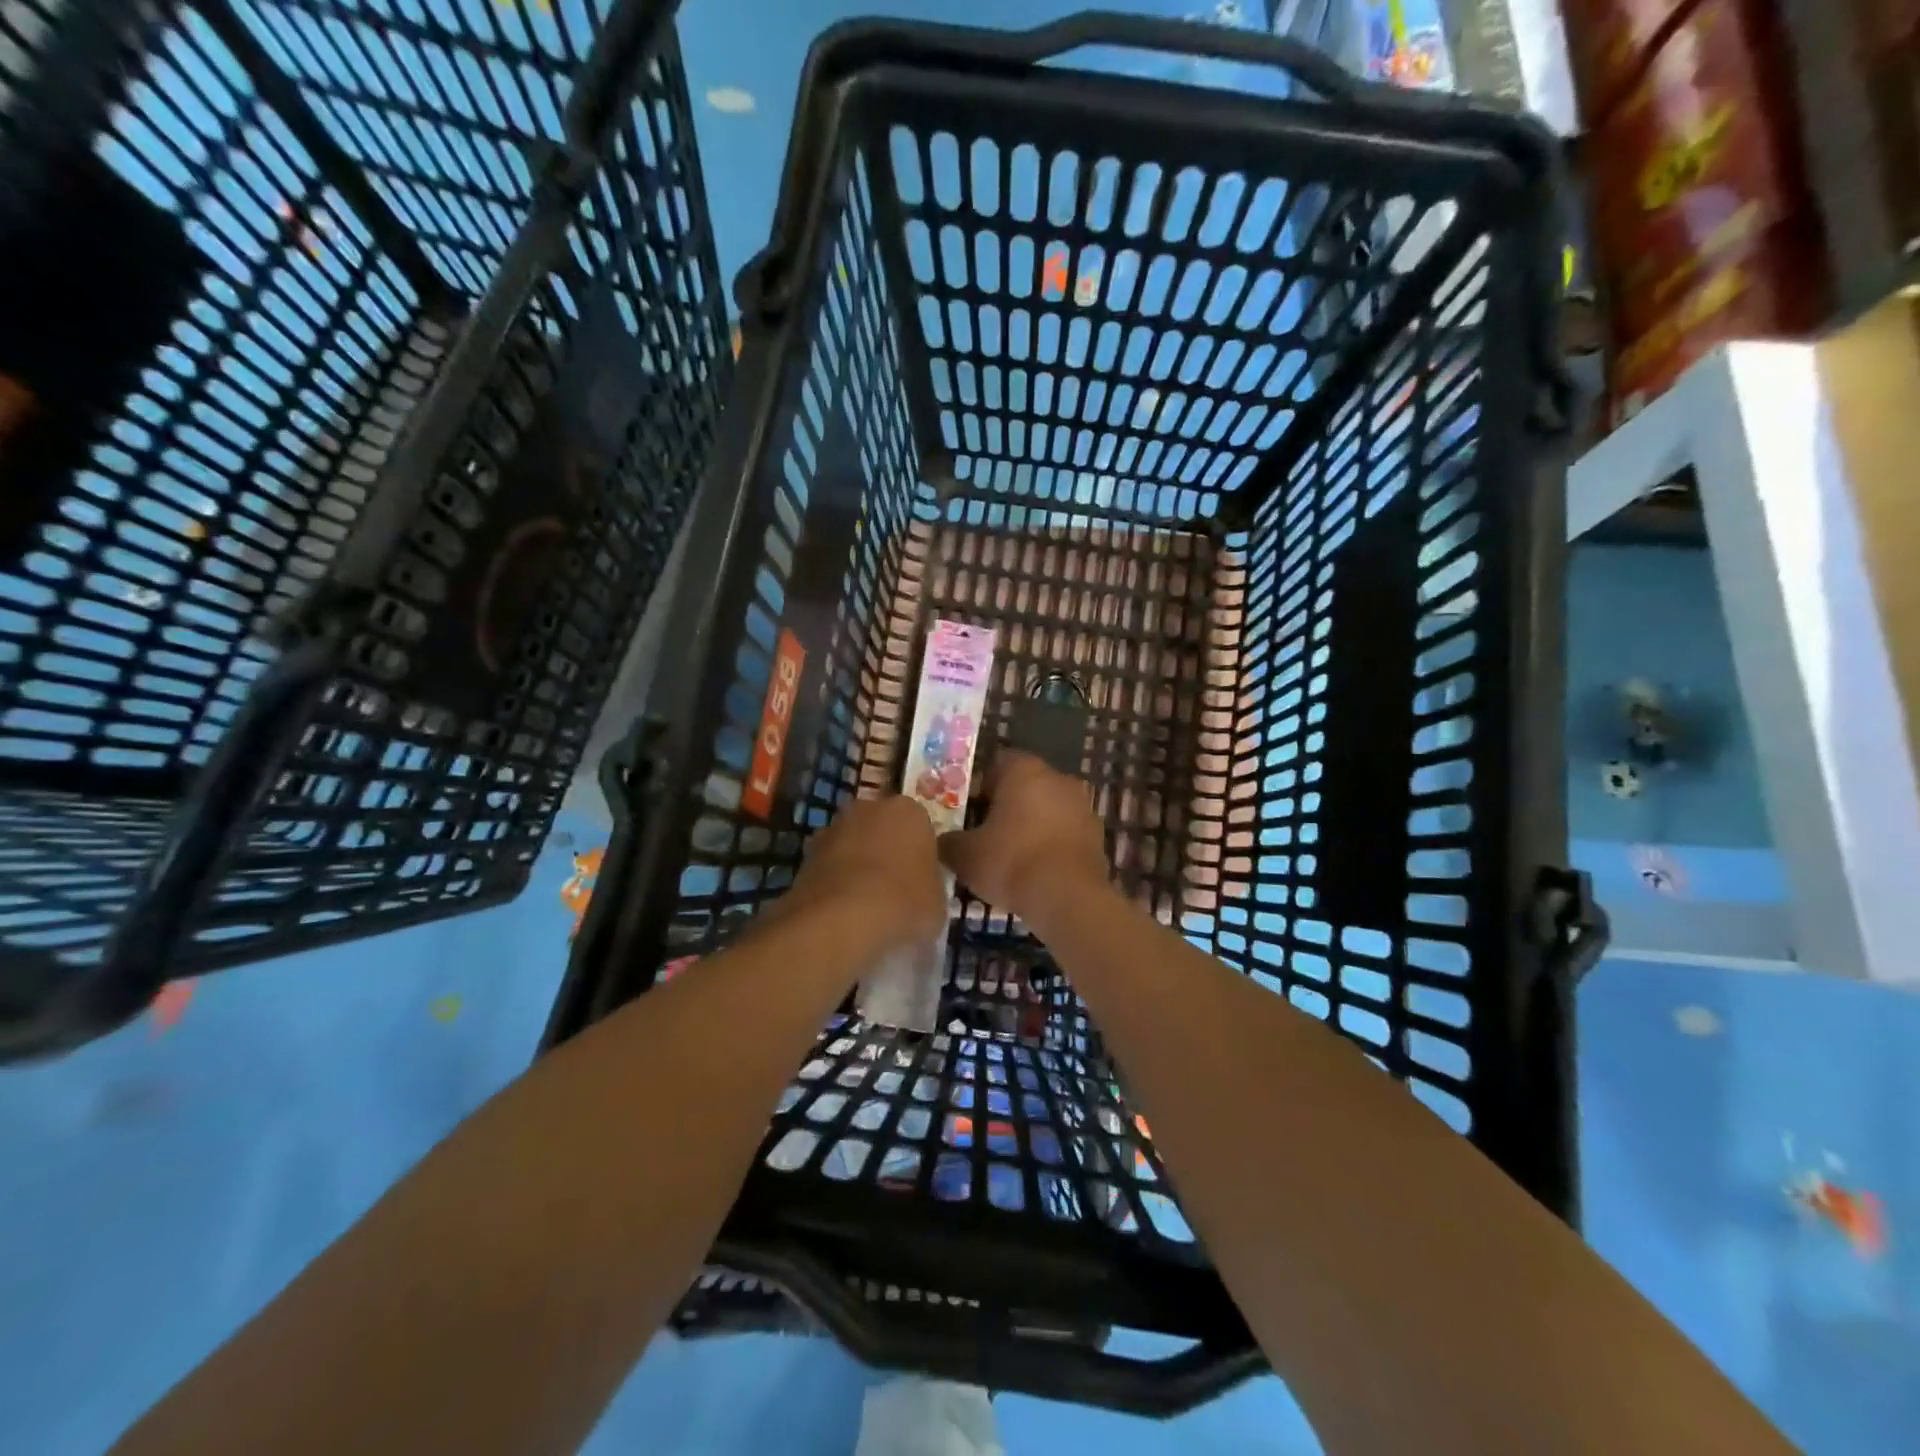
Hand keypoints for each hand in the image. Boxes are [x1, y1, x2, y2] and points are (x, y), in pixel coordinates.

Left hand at [784, 795, 946, 952]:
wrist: (841, 918)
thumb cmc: (903, 902)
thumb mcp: (937, 902)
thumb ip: (931, 885)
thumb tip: (922, 889)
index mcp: (909, 811)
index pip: (921, 826)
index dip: (922, 853)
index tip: (922, 879)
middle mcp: (870, 807)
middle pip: (883, 828)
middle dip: (888, 851)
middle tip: (895, 889)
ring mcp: (834, 827)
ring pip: (854, 844)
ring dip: (859, 865)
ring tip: (866, 904)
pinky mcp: (806, 852)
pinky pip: (831, 865)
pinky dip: (836, 881)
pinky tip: (843, 911)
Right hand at [939, 751, 1109, 925]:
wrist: (1068, 898)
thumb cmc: (1011, 862)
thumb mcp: (964, 855)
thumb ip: (948, 841)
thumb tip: (941, 841)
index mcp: (1024, 771)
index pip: (997, 763)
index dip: (980, 785)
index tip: (968, 810)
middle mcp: (1057, 778)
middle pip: (1024, 785)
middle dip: (1005, 805)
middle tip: (984, 833)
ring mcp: (1082, 805)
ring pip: (1047, 808)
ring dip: (1030, 825)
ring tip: (1009, 856)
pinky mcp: (1097, 835)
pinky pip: (1065, 832)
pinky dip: (1050, 844)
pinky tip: (1035, 870)